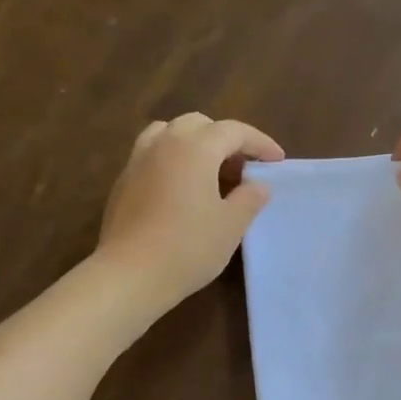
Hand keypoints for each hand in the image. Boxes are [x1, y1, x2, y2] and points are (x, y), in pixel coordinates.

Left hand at [97, 112, 284, 310]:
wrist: (129, 275)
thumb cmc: (188, 247)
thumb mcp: (231, 225)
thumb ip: (249, 198)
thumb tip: (258, 185)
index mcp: (195, 148)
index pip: (233, 131)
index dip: (259, 143)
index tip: (277, 161)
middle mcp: (164, 143)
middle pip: (199, 124)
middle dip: (226, 139)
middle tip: (243, 167)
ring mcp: (138, 160)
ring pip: (169, 133)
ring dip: (194, 143)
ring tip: (209, 170)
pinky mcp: (123, 181)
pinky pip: (152, 154)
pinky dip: (172, 158)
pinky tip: (181, 188)